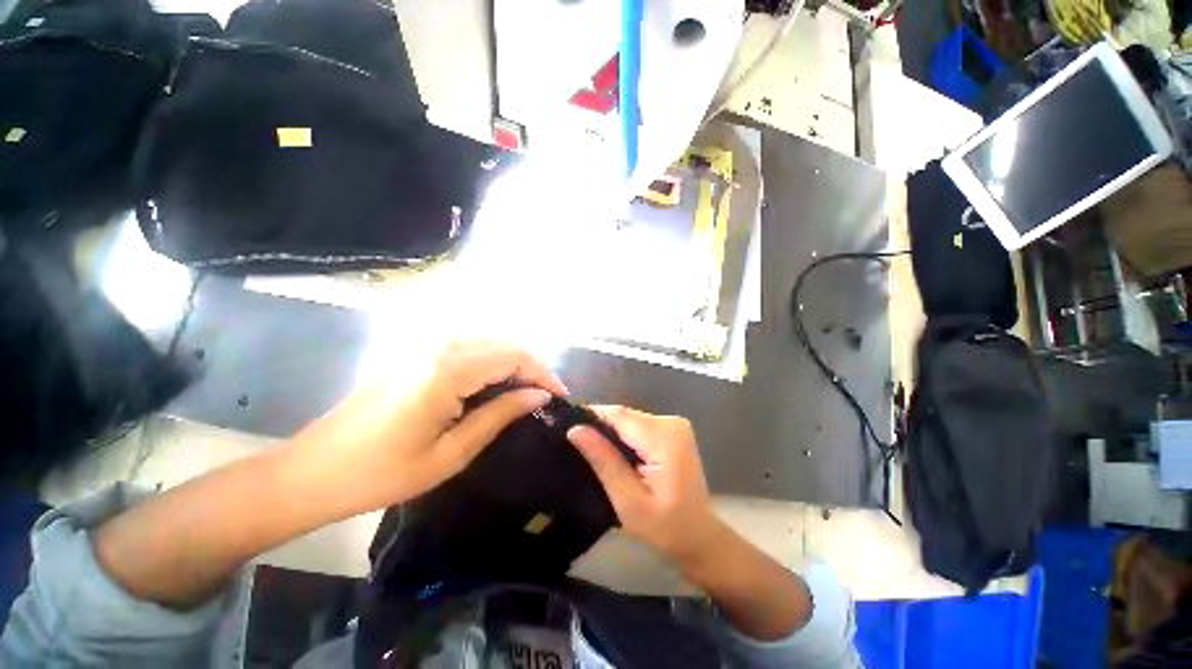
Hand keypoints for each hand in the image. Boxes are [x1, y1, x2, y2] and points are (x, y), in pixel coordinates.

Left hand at [288, 340, 563, 515]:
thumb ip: (499, 415)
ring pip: (488, 340)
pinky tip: (494, 383)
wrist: (312, 471)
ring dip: (513, 361)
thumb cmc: (382, 472)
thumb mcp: (451, 453)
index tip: (559, 397)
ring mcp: (424, 345)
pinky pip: (468, 345)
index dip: (543, 374)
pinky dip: (491, 360)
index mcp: (447, 370)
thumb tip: (539, 396)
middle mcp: (439, 346)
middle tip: (545, 397)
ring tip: (525, 391)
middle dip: (532, 367)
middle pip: (504, 343)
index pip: (514, 356)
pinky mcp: (415, 352)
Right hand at [567, 406, 724, 566]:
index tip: (566, 425)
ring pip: (630, 419)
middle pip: (625, 415)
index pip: (619, 414)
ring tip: (592, 449)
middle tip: (577, 444)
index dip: (592, 416)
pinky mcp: (673, 431)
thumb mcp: (628, 499)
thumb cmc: (664, 526)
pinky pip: (639, 426)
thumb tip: (575, 429)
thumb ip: (604, 460)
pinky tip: (615, 452)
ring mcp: (674, 425)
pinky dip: (625, 436)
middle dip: (601, 427)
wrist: (698, 536)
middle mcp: (671, 422)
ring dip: (612, 432)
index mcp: (664, 436)